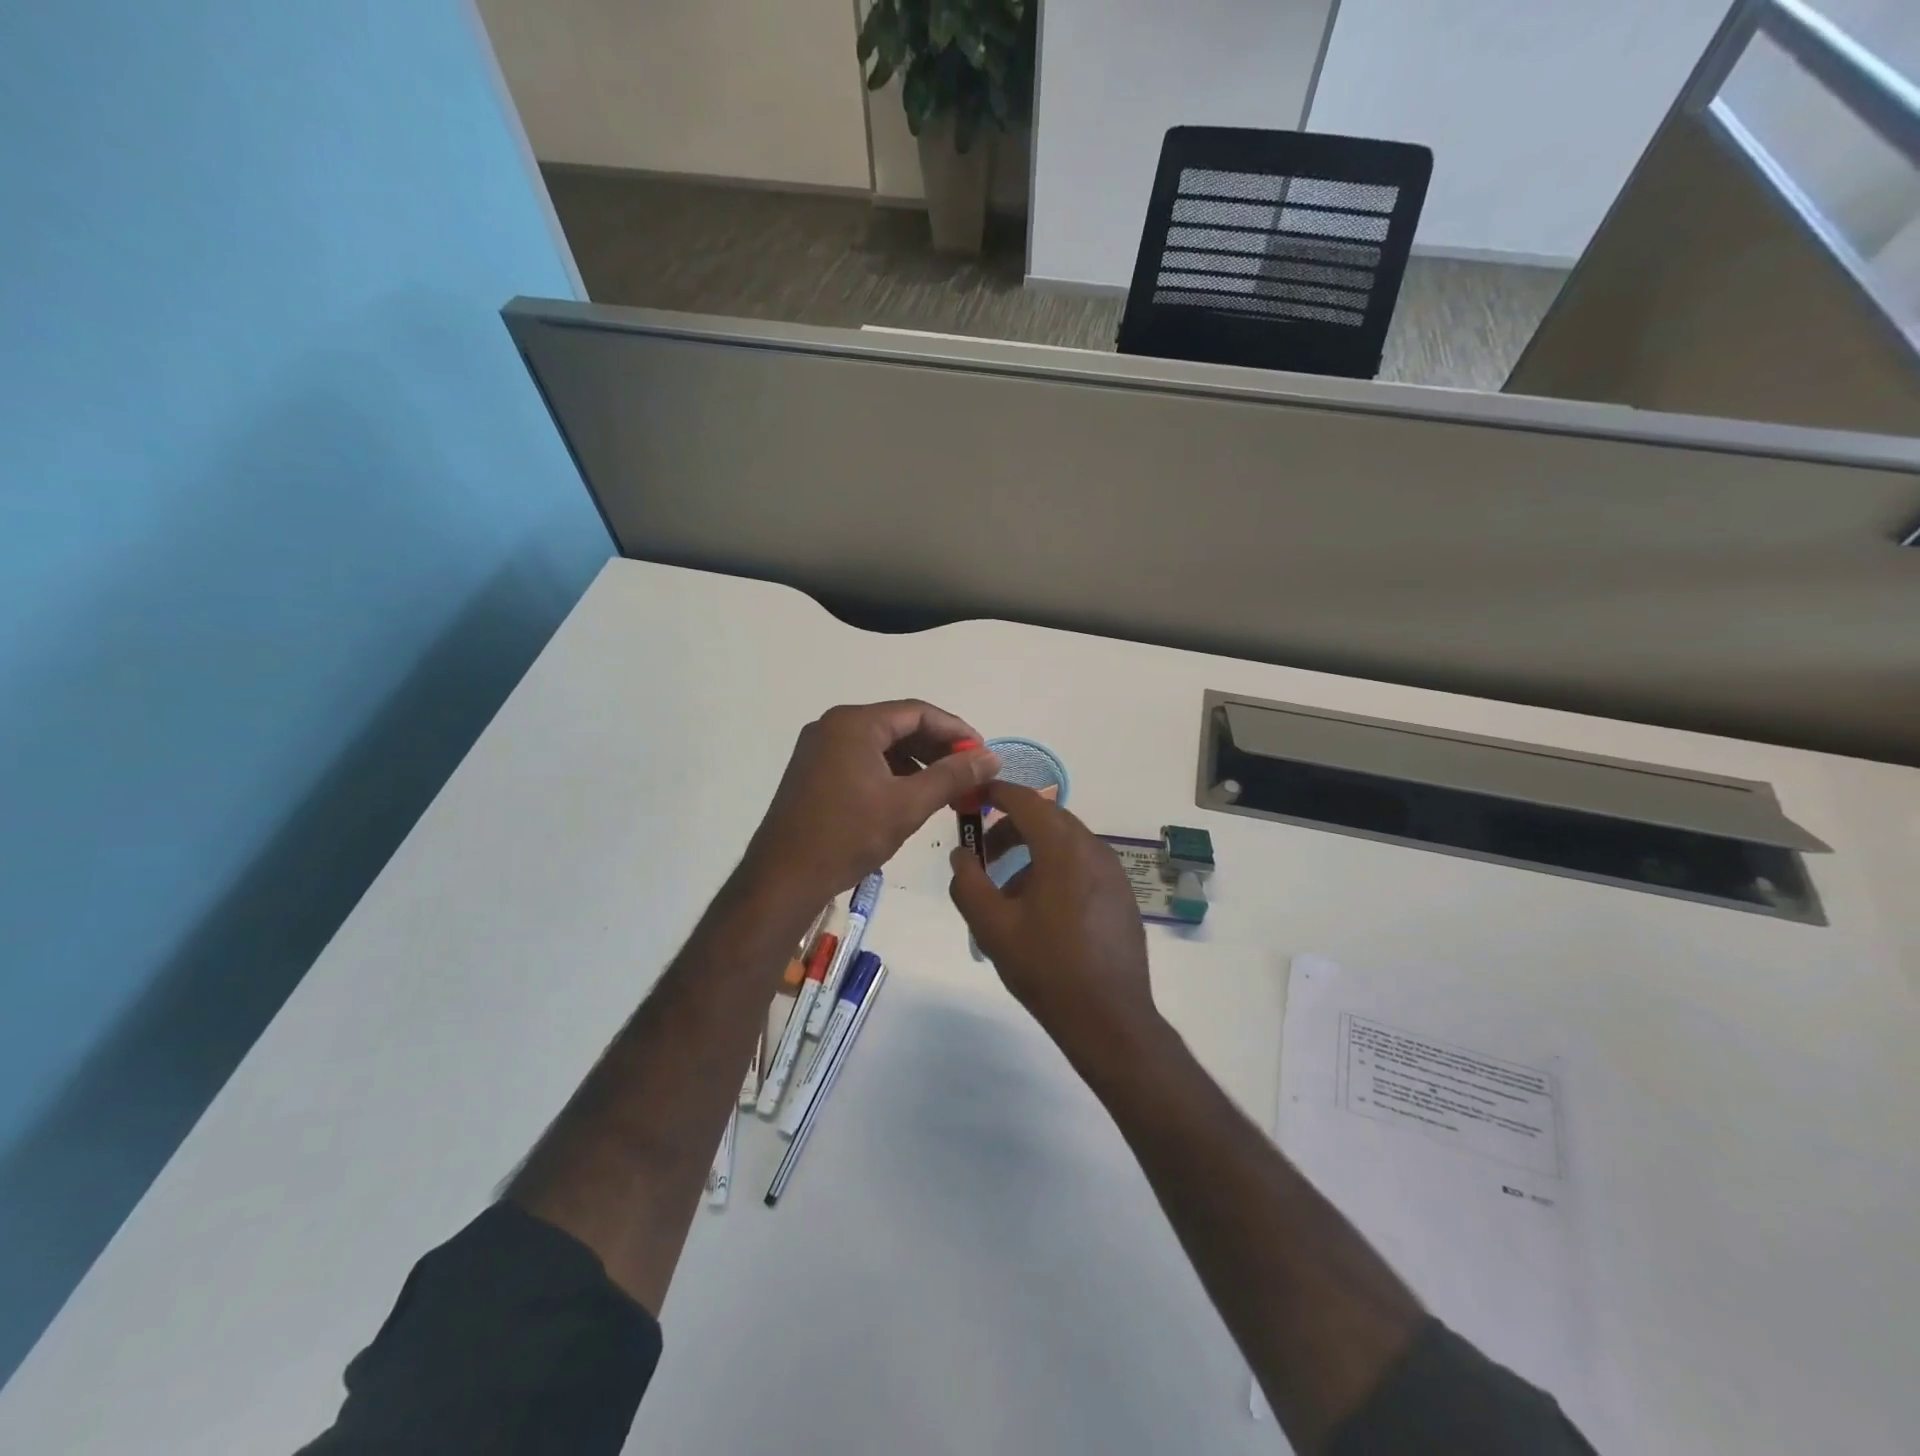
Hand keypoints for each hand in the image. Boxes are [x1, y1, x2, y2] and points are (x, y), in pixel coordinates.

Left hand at [744, 700, 999, 906]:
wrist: (784, 878)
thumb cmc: (848, 836)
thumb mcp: (908, 805)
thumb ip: (952, 776)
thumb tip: (991, 757)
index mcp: (854, 723)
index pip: (918, 712)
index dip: (956, 730)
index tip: (983, 753)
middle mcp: (833, 726)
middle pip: (898, 725)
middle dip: (937, 747)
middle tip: (969, 772)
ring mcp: (819, 748)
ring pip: (881, 744)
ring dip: (916, 762)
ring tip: (946, 788)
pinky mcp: (813, 771)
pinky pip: (862, 760)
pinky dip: (891, 772)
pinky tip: (911, 796)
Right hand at [948, 781, 1160, 1064]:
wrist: (1109, 1018)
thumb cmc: (1046, 968)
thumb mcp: (992, 926)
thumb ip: (968, 882)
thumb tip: (962, 854)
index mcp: (1063, 848)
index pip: (1026, 800)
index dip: (995, 793)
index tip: (971, 798)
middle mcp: (1094, 849)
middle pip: (1047, 818)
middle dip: (1011, 827)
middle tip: (983, 852)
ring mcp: (1113, 872)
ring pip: (1065, 843)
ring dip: (1032, 852)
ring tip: (1007, 892)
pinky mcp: (1122, 895)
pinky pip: (1082, 865)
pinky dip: (1055, 869)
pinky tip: (1041, 911)